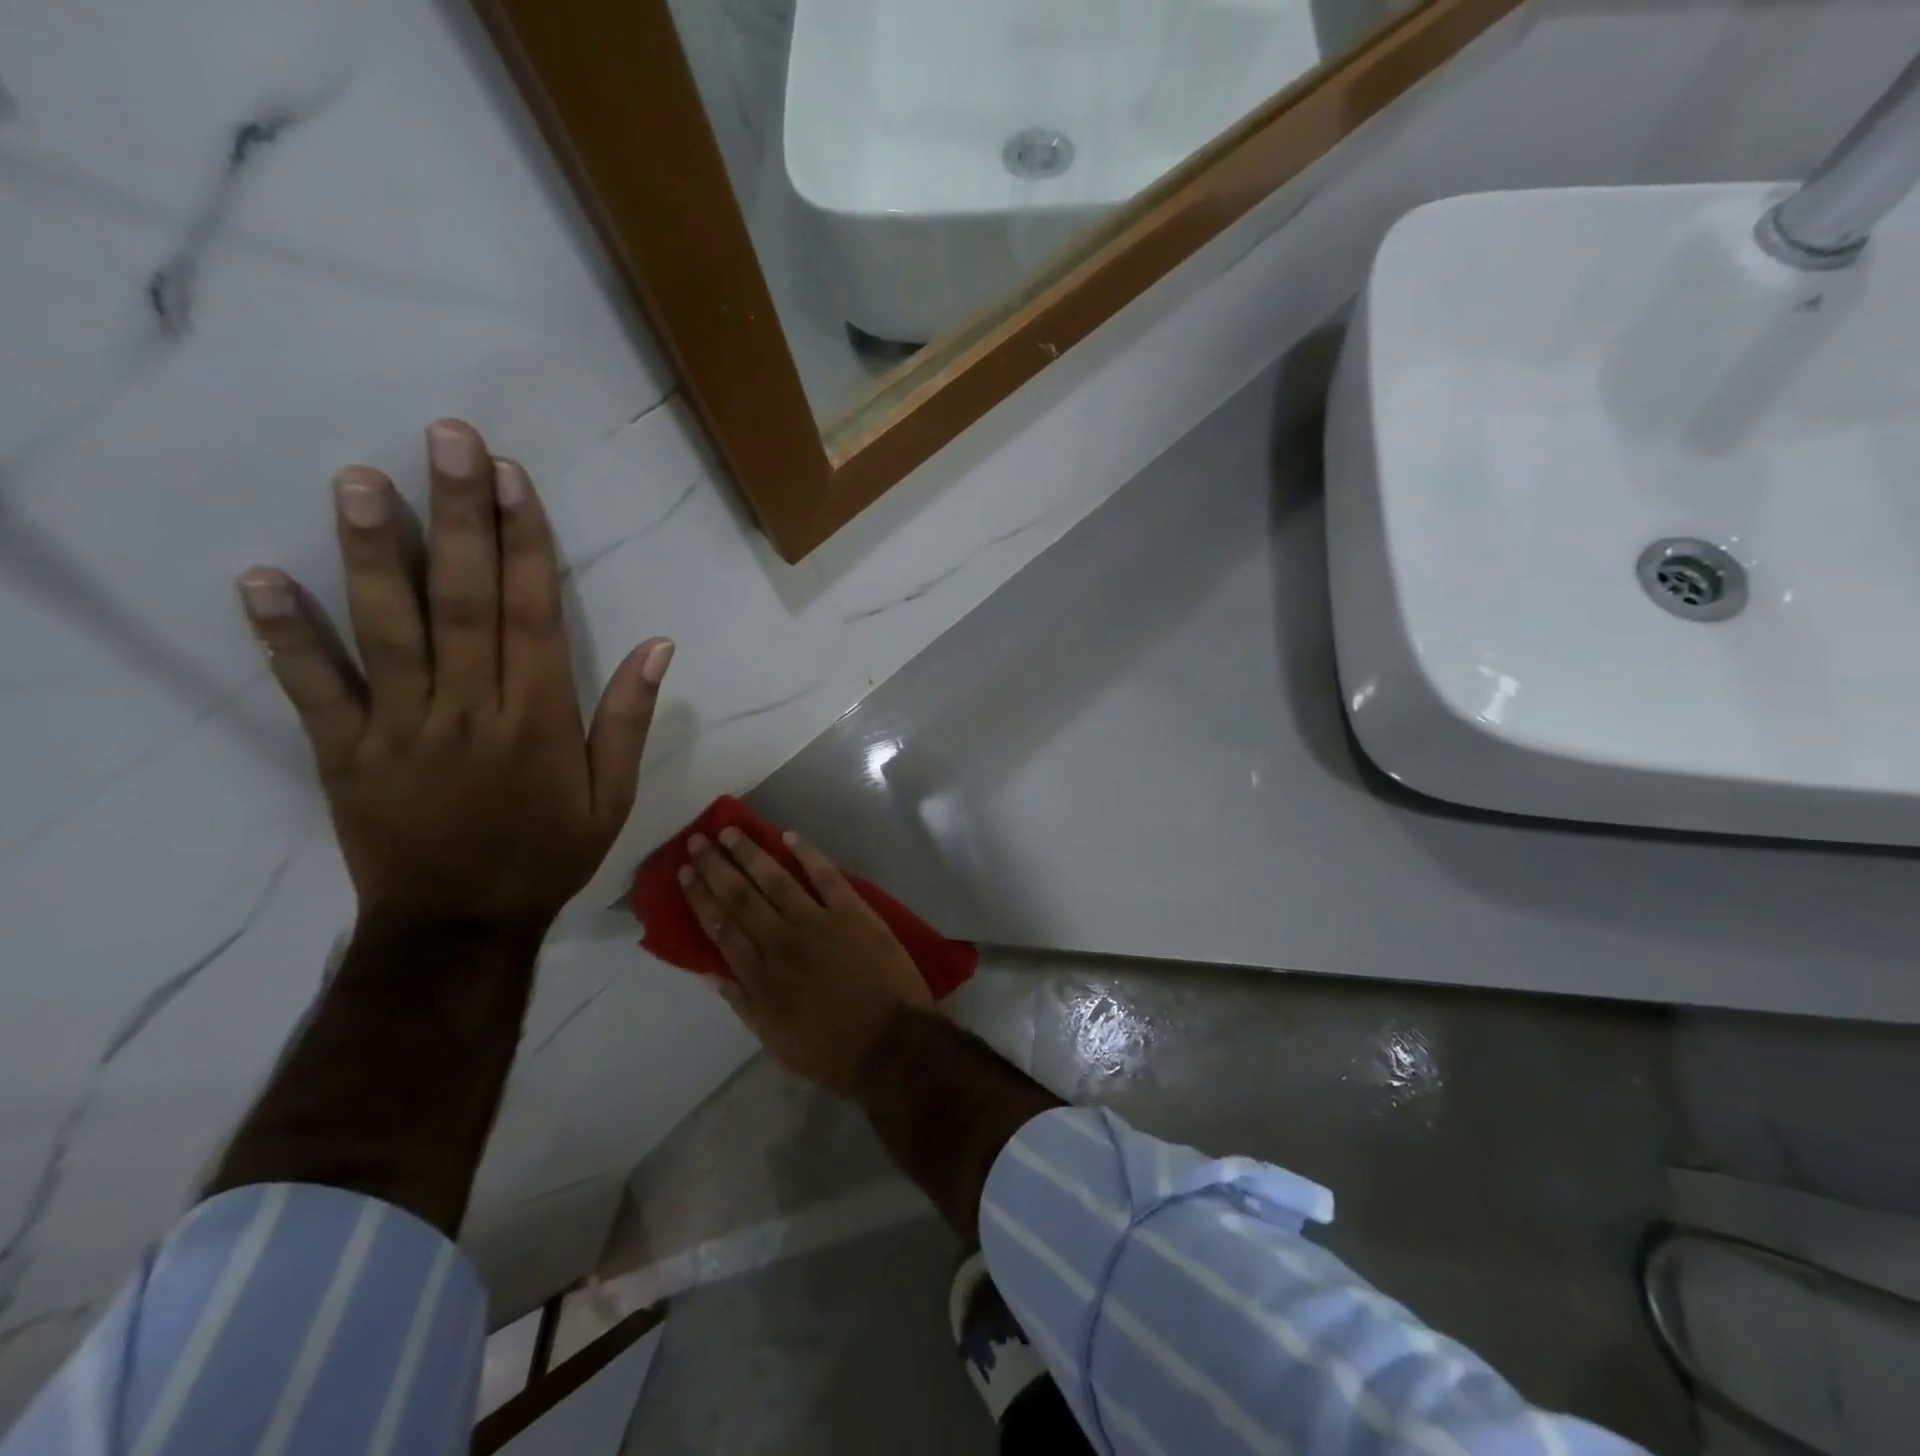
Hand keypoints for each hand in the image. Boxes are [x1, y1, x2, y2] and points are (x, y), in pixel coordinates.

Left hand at [236, 419, 672, 934]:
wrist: (460, 925)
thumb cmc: (548, 854)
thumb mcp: (614, 796)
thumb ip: (631, 719)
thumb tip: (659, 645)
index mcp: (538, 719)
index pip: (532, 612)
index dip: (524, 541)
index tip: (513, 478)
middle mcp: (470, 710)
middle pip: (462, 600)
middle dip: (457, 516)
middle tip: (447, 441)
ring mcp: (400, 729)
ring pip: (387, 630)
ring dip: (370, 552)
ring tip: (358, 480)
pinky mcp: (344, 753)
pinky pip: (313, 690)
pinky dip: (285, 636)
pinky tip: (260, 578)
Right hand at [680, 828, 933, 1092]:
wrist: (891, 1044)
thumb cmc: (831, 1051)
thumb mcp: (775, 1040)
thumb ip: (743, 1002)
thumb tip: (711, 972)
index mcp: (759, 975)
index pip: (720, 927)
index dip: (700, 898)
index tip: (685, 873)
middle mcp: (781, 940)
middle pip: (740, 896)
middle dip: (716, 867)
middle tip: (698, 841)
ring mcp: (818, 922)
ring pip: (775, 879)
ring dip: (750, 853)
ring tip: (730, 831)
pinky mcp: (853, 912)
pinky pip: (826, 875)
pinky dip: (807, 854)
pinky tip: (789, 836)